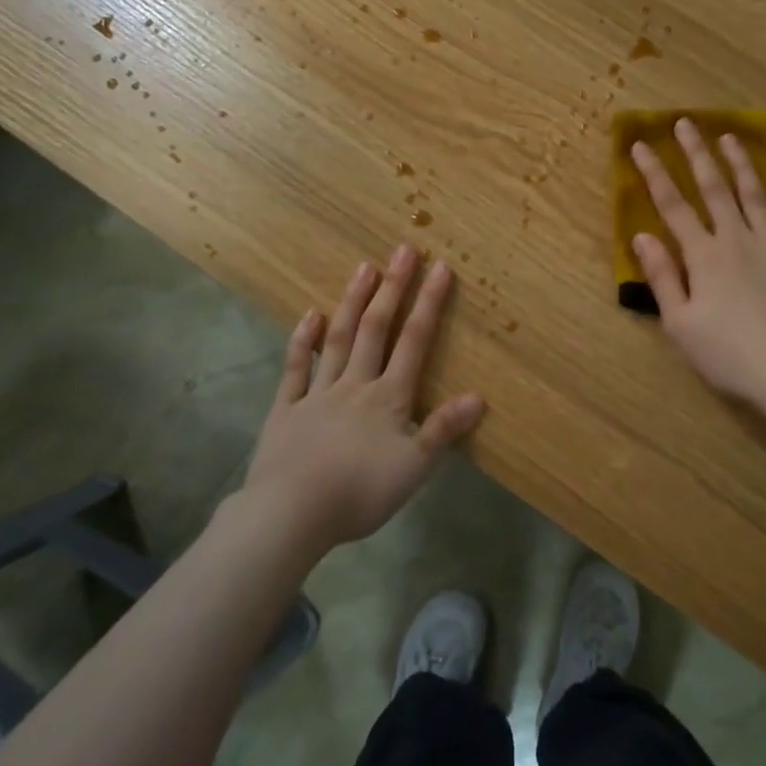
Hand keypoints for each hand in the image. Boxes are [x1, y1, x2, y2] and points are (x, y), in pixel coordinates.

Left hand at [242, 245, 484, 550]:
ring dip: (353, 302)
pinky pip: (296, 368)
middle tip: (403, 251)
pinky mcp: (286, 409)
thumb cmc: (359, 492)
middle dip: (393, 288)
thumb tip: (479, 396)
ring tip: (364, 267)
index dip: (429, 303)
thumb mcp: (413, 468)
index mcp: (388, 397)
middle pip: (376, 329)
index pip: (414, 341)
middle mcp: (355, 384)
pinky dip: (302, 341)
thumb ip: (443, 429)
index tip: (440, 267)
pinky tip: (309, 316)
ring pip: (338, 339)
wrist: (290, 514)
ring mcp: (317, 393)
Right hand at [630, 118, 765, 405]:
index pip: (673, 206)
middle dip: (697, 154)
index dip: (654, 174)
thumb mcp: (680, 324)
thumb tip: (642, 235)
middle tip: (685, 123)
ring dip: (741, 165)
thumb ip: (662, 277)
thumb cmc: (728, 355)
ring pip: (756, 195)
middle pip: (715, 189)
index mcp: (704, 256)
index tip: (640, 145)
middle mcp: (738, 239)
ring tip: (730, 138)